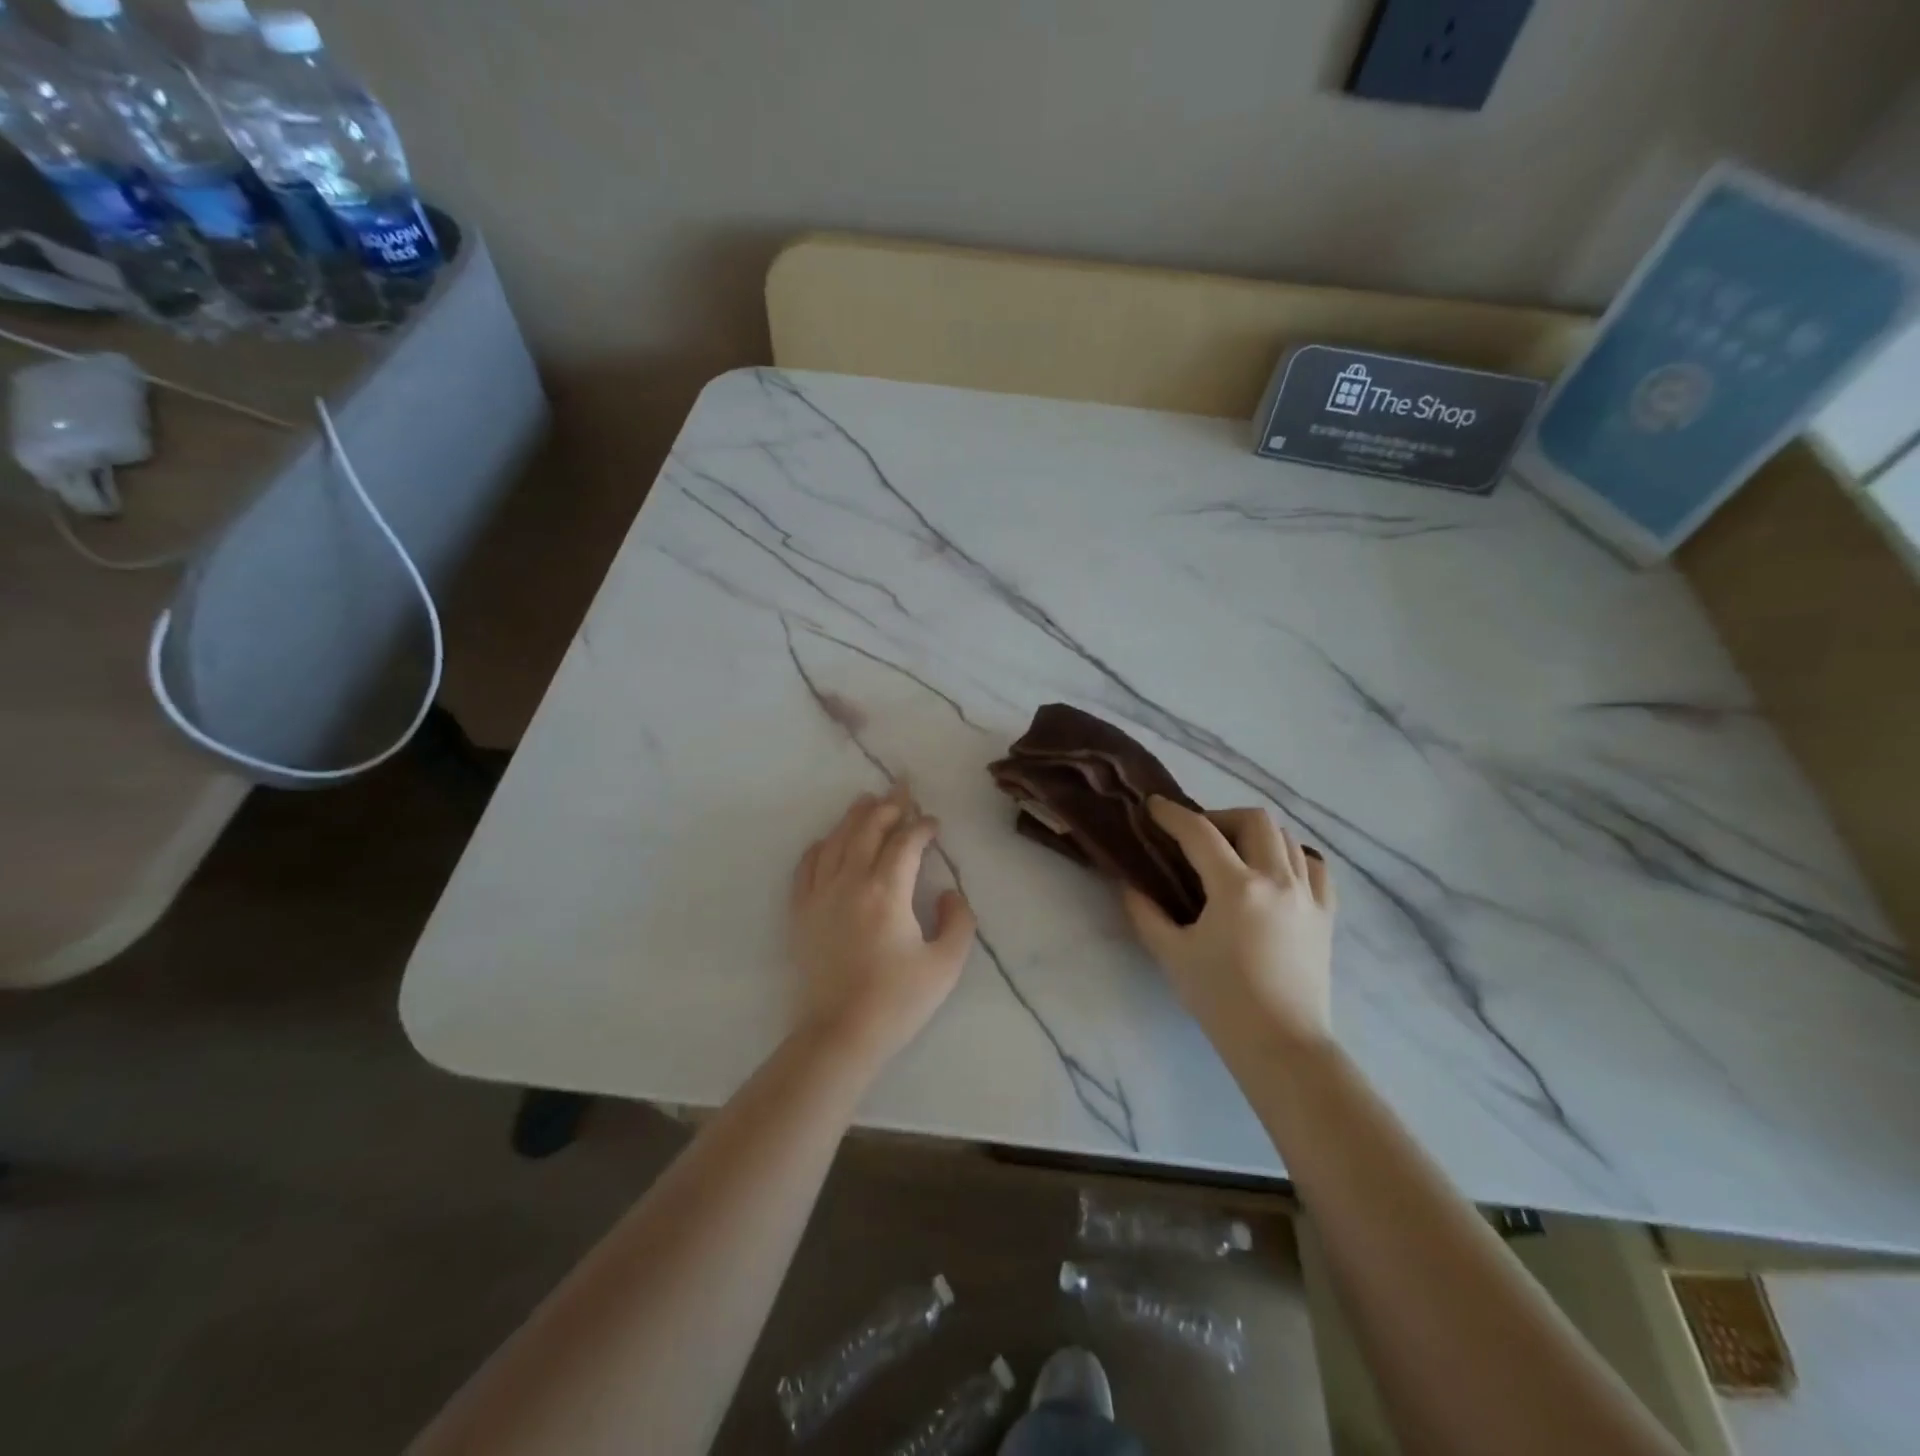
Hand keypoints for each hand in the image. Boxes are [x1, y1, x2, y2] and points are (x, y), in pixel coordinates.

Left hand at [788, 784, 977, 1069]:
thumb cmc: (898, 1001)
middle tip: (902, 788)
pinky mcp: (801, 912)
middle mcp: (850, 882)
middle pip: (868, 829)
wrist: (840, 1034)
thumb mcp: (946, 964)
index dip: (922, 826)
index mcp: (887, 891)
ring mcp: (820, 895)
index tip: (933, 823)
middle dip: (889, 805)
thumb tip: (947, 891)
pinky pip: (807, 865)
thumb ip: (958, 920)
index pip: (906, 842)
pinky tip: (829, 840)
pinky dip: (821, 846)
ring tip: (867, 799)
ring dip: (855, 817)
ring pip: (837, 840)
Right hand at [1122, 798, 1335, 1055]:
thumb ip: (1146, 913)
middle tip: (1197, 837)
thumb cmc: (1221, 1000)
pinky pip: (1315, 867)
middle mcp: (1277, 880)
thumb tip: (1130, 884)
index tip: (1153, 807)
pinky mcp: (1326, 915)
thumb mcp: (1172, 954)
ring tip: (1233, 854)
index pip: (1200, 832)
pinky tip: (1275, 873)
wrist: (1281, 1044)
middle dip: (1220, 817)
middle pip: (1254, 820)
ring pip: (1287, 838)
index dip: (1172, 815)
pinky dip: (1293, 858)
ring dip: (1255, 835)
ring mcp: (1308, 896)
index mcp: (1237, 888)